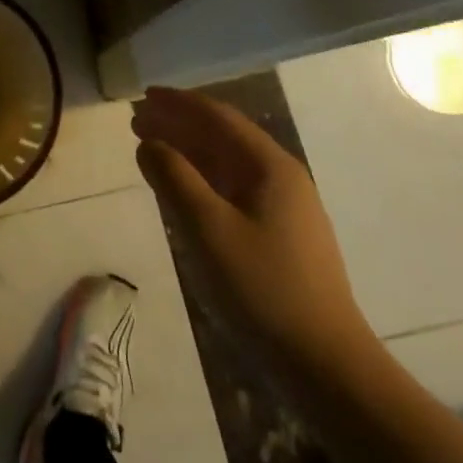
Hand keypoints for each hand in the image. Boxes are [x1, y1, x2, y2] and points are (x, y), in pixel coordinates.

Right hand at [133, 85, 375, 377]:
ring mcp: (284, 208)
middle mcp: (280, 177)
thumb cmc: (263, 288)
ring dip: (188, 150)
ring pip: (227, 164)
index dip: (178, 103)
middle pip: (223, 136)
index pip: (217, 117)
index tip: (143, 96)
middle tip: (137, 120)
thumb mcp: (207, 228)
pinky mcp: (279, 236)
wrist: (325, 366)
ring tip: (151, 146)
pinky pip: (232, 189)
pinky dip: (201, 178)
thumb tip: (149, 142)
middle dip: (179, 124)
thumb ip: (174, 178)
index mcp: (270, 166)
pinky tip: (182, 188)